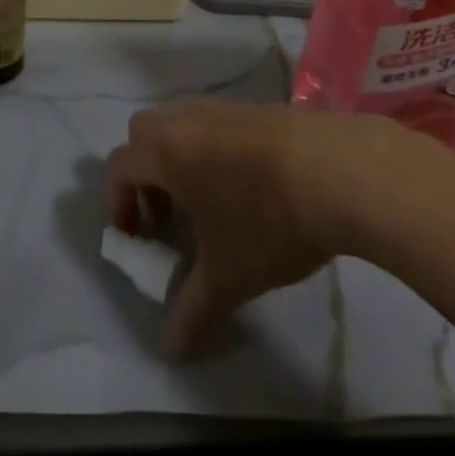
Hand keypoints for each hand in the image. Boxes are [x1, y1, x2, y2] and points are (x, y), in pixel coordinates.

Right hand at [105, 100, 409, 356]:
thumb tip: (170, 349)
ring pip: (179, 122)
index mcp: (166, 151)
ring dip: (178, 158)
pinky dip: (210, 148)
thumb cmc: (268, 221)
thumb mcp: (228, 277)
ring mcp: (222, 107)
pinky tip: (245, 185)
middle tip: (168, 216)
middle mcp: (186, 119)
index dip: (116, 202)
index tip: (137, 238)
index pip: (118, 165)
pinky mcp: (255, 106)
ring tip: (208, 203)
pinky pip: (213, 121)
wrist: (338, 171)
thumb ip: (192, 310)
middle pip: (142, 133)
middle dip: (144, 173)